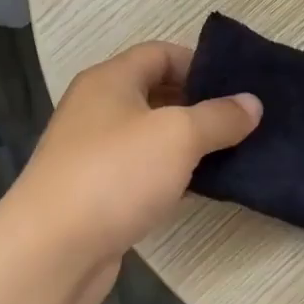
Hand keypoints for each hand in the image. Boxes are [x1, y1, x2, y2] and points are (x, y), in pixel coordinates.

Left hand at [10, 42, 260, 303]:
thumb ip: (218, 117)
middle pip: (155, 93)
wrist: (51, 250)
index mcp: (110, 80)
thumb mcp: (177, 136)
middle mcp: (97, 109)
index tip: (237, 87)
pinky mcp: (97, 193)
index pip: (160, 53)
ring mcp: (94, 153)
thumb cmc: (115, 174)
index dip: (199, 63)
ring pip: (150, 136)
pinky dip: (171, 174)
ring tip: (233, 153)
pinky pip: (142, 172)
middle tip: (243, 122)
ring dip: (188, 143)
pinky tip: (200, 188)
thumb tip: (252, 103)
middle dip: (199, 105)